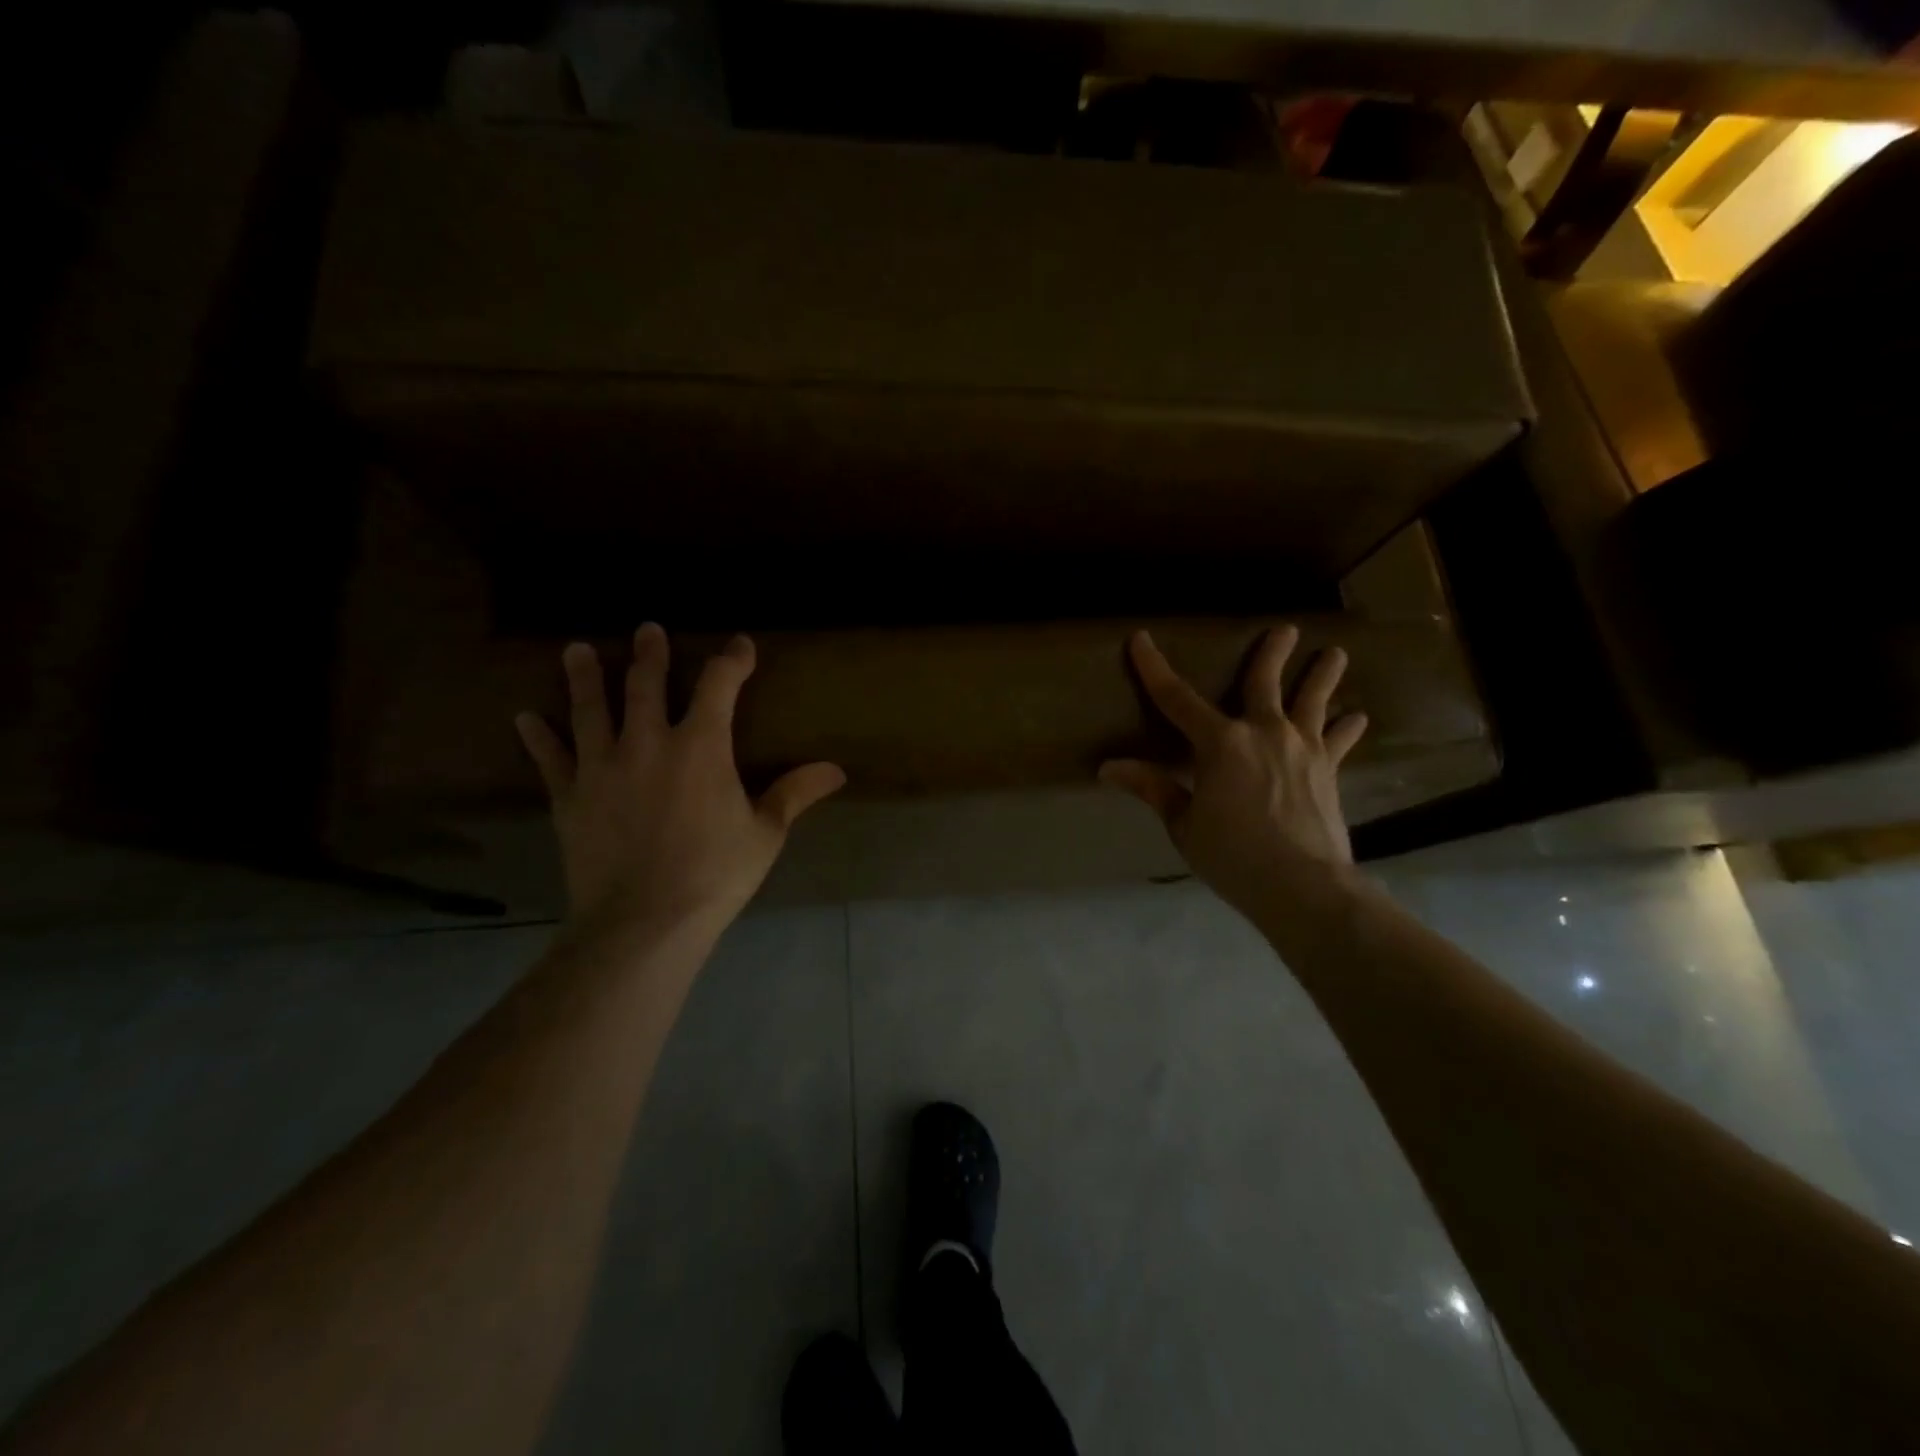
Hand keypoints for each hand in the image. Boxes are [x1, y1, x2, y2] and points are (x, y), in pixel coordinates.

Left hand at [515, 625, 845, 944]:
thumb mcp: (765, 833)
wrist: (644, 921)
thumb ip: (795, 794)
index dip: (731, 661)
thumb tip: (836, 770)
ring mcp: (602, 767)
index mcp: (701, 746)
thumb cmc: (715, 874)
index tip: (740, 646)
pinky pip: (551, 759)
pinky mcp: (570, 797)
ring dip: (585, 677)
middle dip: (649, 654)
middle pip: (645, 684)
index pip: (719, 686)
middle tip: (646, 629)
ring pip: (590, 709)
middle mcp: (647, 743)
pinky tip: (526, 718)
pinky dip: (539, 737)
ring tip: (577, 649)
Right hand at [1100, 627, 1367, 920]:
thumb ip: (1153, 788)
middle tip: (1286, 630)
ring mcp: (1302, 748)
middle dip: (1271, 653)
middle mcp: (1263, 733)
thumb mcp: (1183, 824)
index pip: (1176, 698)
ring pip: (1313, 701)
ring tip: (1336, 655)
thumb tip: (1108, 767)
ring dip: (1323, 676)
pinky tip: (1358, 717)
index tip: (1141, 639)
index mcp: (1219, 743)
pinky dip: (1348, 728)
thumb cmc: (1232, 855)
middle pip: (1263, 682)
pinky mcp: (1328, 770)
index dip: (1154, 668)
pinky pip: (1340, 740)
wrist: (1302, 885)